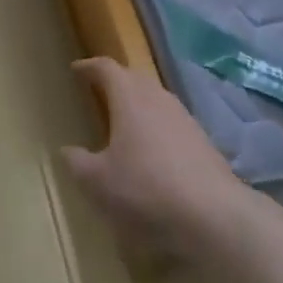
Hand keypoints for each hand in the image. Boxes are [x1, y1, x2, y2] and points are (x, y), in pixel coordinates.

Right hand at [60, 57, 261, 262]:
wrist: (215, 215)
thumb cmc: (147, 189)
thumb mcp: (99, 183)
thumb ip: (78, 163)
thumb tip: (66, 150)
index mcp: (128, 96)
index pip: (106, 67)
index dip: (89, 67)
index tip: (76, 69)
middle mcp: (156, 96)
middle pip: (133, 78)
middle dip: (115, 82)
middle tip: (99, 92)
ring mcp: (183, 117)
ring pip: (155, 99)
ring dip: (138, 105)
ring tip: (125, 123)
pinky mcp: (203, 141)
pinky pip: (171, 123)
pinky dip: (157, 129)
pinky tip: (154, 154)